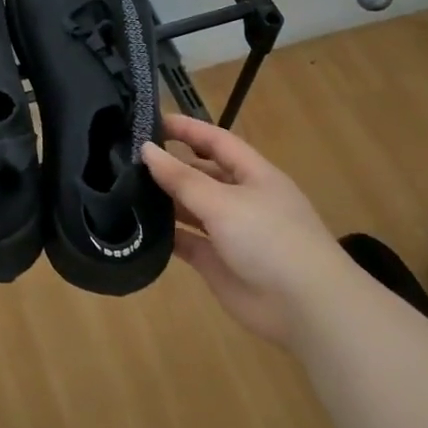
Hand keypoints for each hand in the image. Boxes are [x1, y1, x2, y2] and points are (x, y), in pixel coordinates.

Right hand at [142, 112, 346, 345]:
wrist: (305, 308)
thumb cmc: (270, 239)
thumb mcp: (224, 202)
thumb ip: (182, 178)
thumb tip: (146, 150)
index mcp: (253, 175)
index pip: (216, 140)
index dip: (186, 128)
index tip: (148, 120)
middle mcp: (240, 198)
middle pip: (201, 173)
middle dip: (169, 164)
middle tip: (125, 156)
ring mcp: (228, 232)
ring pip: (190, 207)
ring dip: (163, 199)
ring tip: (122, 187)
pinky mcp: (216, 262)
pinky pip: (185, 241)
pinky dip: (164, 234)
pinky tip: (135, 225)